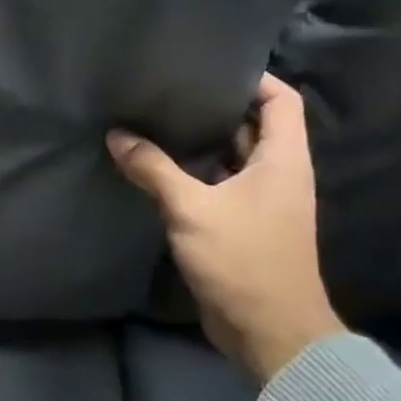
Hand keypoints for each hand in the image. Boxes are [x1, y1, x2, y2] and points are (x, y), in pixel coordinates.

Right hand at [108, 74, 342, 380]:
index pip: (280, 100)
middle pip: (253, 126)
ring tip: (156, 120)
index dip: (253, 78)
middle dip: (215, 107)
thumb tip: (117, 135)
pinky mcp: (242, 226)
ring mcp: (261, 202)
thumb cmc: (243, 260)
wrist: (271, 333)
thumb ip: (154, 169)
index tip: (208, 66)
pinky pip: (218, 186)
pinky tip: (157, 167)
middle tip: (169, 90)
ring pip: (232, 157)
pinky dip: (193, 173)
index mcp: (283, 160)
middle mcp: (278, 175)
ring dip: (200, 142)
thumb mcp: (192, 209)